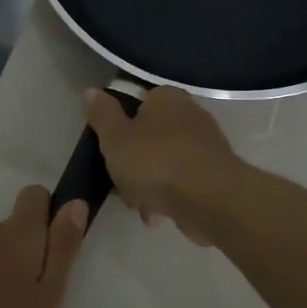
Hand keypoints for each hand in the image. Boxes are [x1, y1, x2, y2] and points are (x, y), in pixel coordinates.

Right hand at [84, 86, 242, 245]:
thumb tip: (91, 91)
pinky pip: (183, 183)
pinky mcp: (216, 175)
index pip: (138, 103)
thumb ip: (102, 114)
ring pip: (166, 163)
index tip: (109, 150)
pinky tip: (159, 216)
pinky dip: (169, 197)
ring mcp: (207, 146)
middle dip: (134, 163)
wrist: (210, 199)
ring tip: (139, 206)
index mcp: (167, 98)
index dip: (120, 127)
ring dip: (149, 185)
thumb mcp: (115, 137)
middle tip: (121, 183)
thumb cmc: (156, 162)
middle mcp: (191, 114)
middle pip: (151, 136)